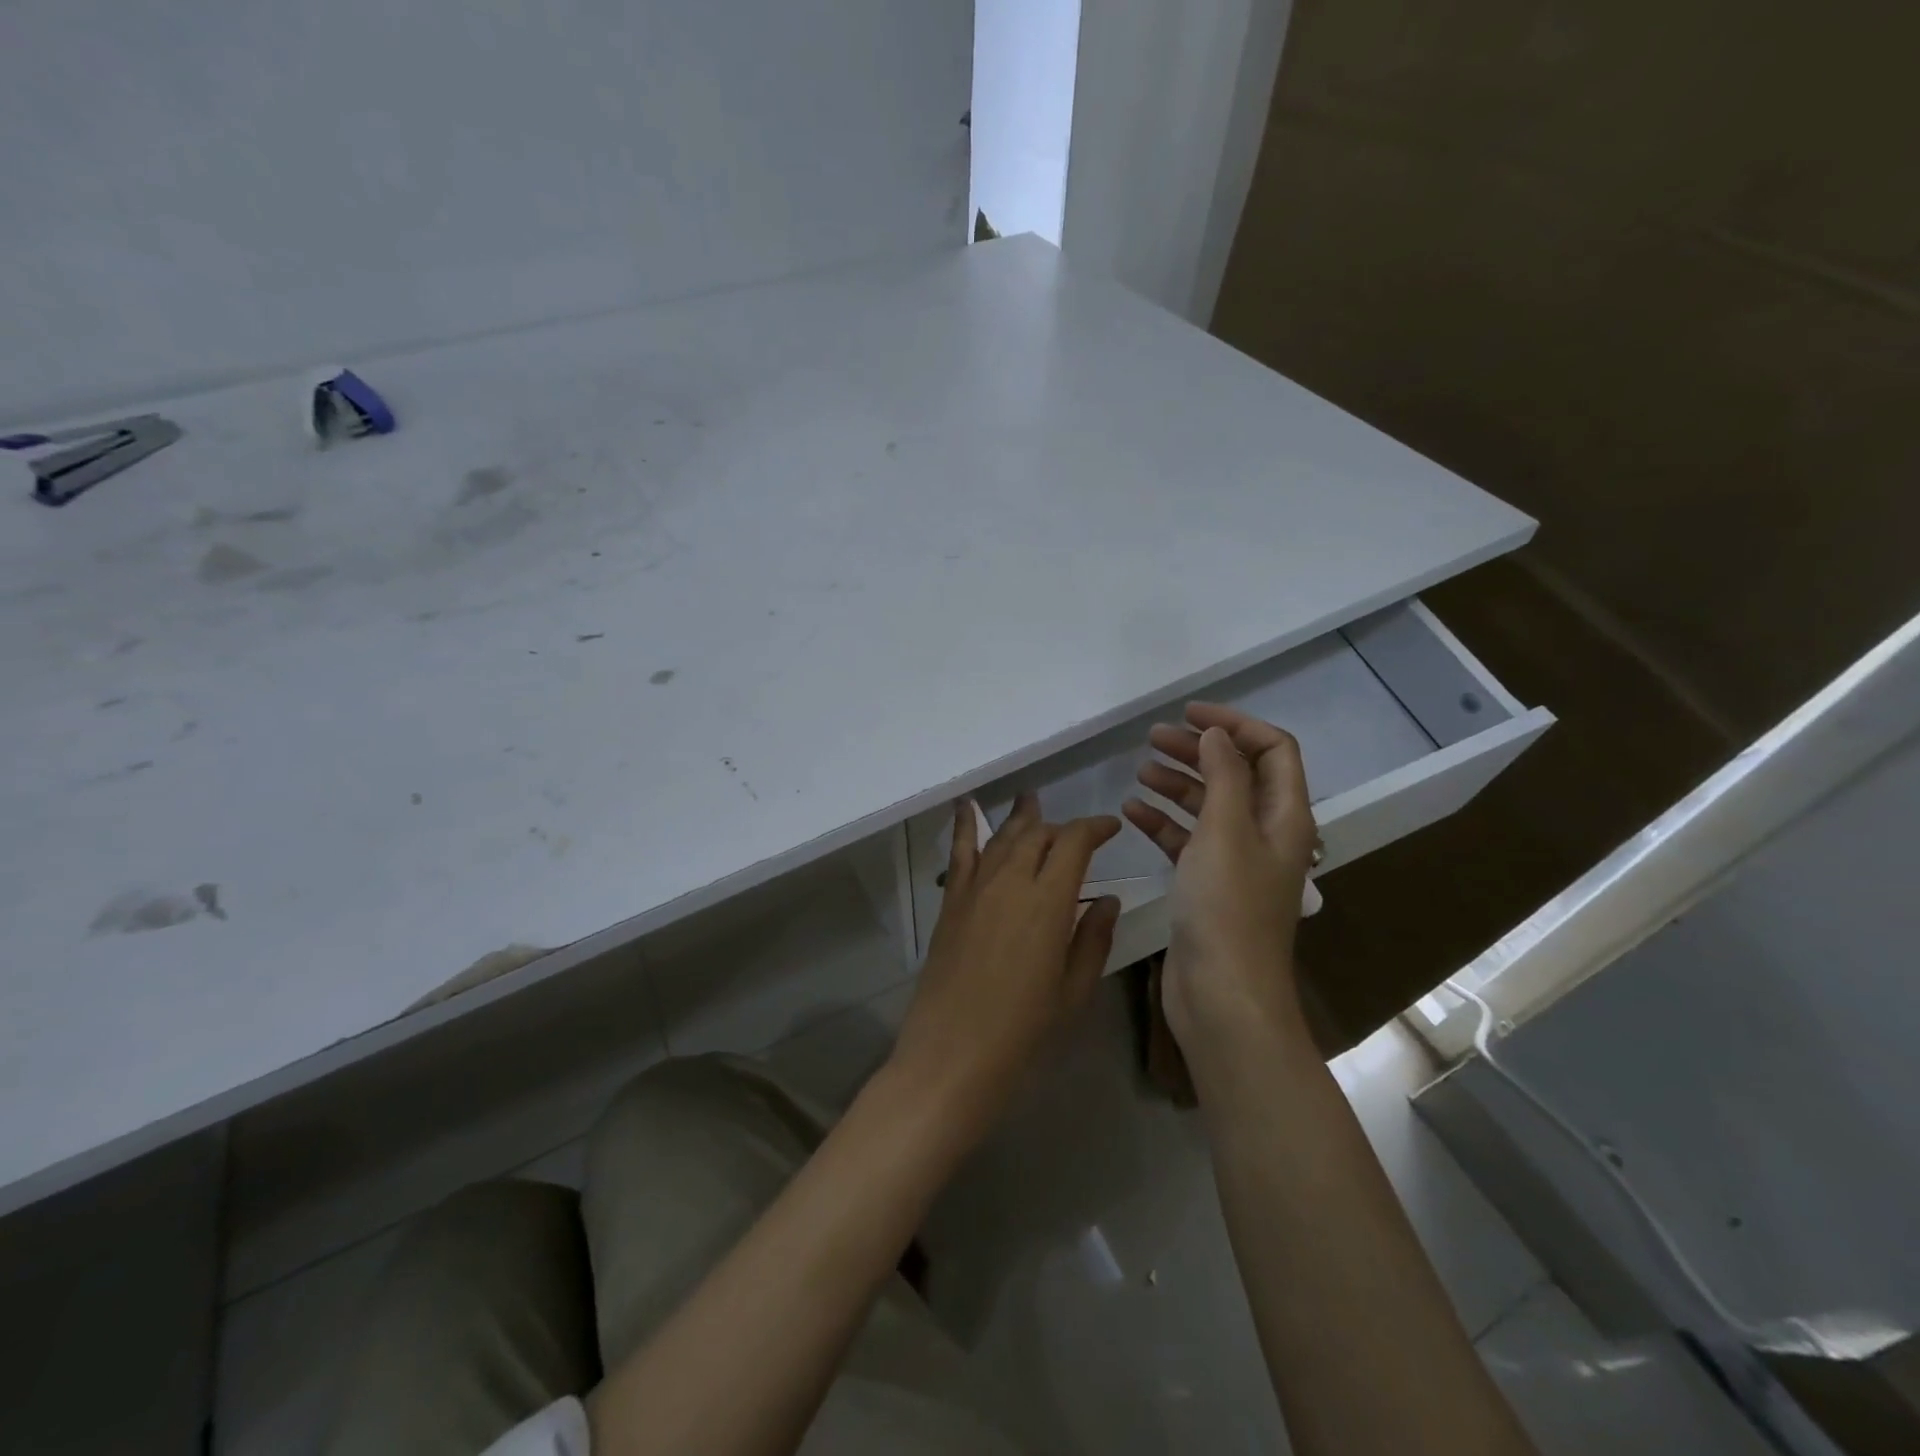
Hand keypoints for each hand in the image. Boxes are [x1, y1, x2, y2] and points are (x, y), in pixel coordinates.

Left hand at [889, 793, 1121, 1139]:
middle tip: (1077, 837)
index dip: (1094, 828)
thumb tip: (1108, 900)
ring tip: (1031, 800)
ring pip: (1002, 837)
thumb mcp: (1073, 990)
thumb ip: (1092, 938)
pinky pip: (960, 853)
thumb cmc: (1024, 1031)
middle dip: (1061, 828)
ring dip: (1021, 819)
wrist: (953, 1054)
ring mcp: (975, 889)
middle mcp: (1010, 881)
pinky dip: (965, 825)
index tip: (1111, 827)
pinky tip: (966, 805)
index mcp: (1048, 901)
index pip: (1074, 843)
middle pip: (1038, 834)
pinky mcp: (951, 903)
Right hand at [1123, 704, 1318, 1055]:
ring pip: (1207, 806)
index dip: (1235, 724)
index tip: (1189, 713)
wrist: (1221, 994)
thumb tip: (1218, 734)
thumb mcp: (1225, 830)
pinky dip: (1162, 822)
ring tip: (1139, 770)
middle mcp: (1264, 834)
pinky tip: (1131, 811)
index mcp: (1284, 816)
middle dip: (1198, 750)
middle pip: (1236, 774)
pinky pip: (1186, 840)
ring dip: (1176, 783)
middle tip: (1153, 736)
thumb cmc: (1227, 907)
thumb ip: (1223, 775)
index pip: (1272, 750)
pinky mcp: (1206, 885)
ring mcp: (1235, 862)